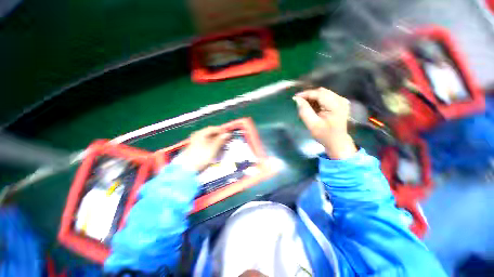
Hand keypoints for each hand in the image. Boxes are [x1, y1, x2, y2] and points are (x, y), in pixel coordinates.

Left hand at [177, 126, 230, 171]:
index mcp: (201, 133)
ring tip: (223, 143)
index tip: (228, 133)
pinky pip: (207, 142)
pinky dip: (213, 143)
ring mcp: (196, 141)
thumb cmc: (201, 156)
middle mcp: (198, 135)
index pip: (213, 128)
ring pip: (209, 138)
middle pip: (211, 133)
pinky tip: (216, 147)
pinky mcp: (196, 147)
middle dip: (219, 135)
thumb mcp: (213, 148)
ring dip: (217, 140)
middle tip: (227, 138)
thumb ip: (221, 140)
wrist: (188, 168)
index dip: (221, 130)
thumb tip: (227, 134)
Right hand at [293, 87, 356, 158]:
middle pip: (321, 92)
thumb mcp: (312, 124)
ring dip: (312, 98)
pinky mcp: (340, 103)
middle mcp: (341, 100)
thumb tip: (297, 99)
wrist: (337, 142)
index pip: (319, 94)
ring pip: (323, 93)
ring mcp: (341, 101)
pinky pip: (326, 97)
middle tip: (298, 102)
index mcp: (336, 105)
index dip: (306, 94)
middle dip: (309, 96)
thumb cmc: (324, 135)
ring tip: (304, 106)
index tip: (295, 98)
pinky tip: (312, 107)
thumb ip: (304, 111)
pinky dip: (317, 101)